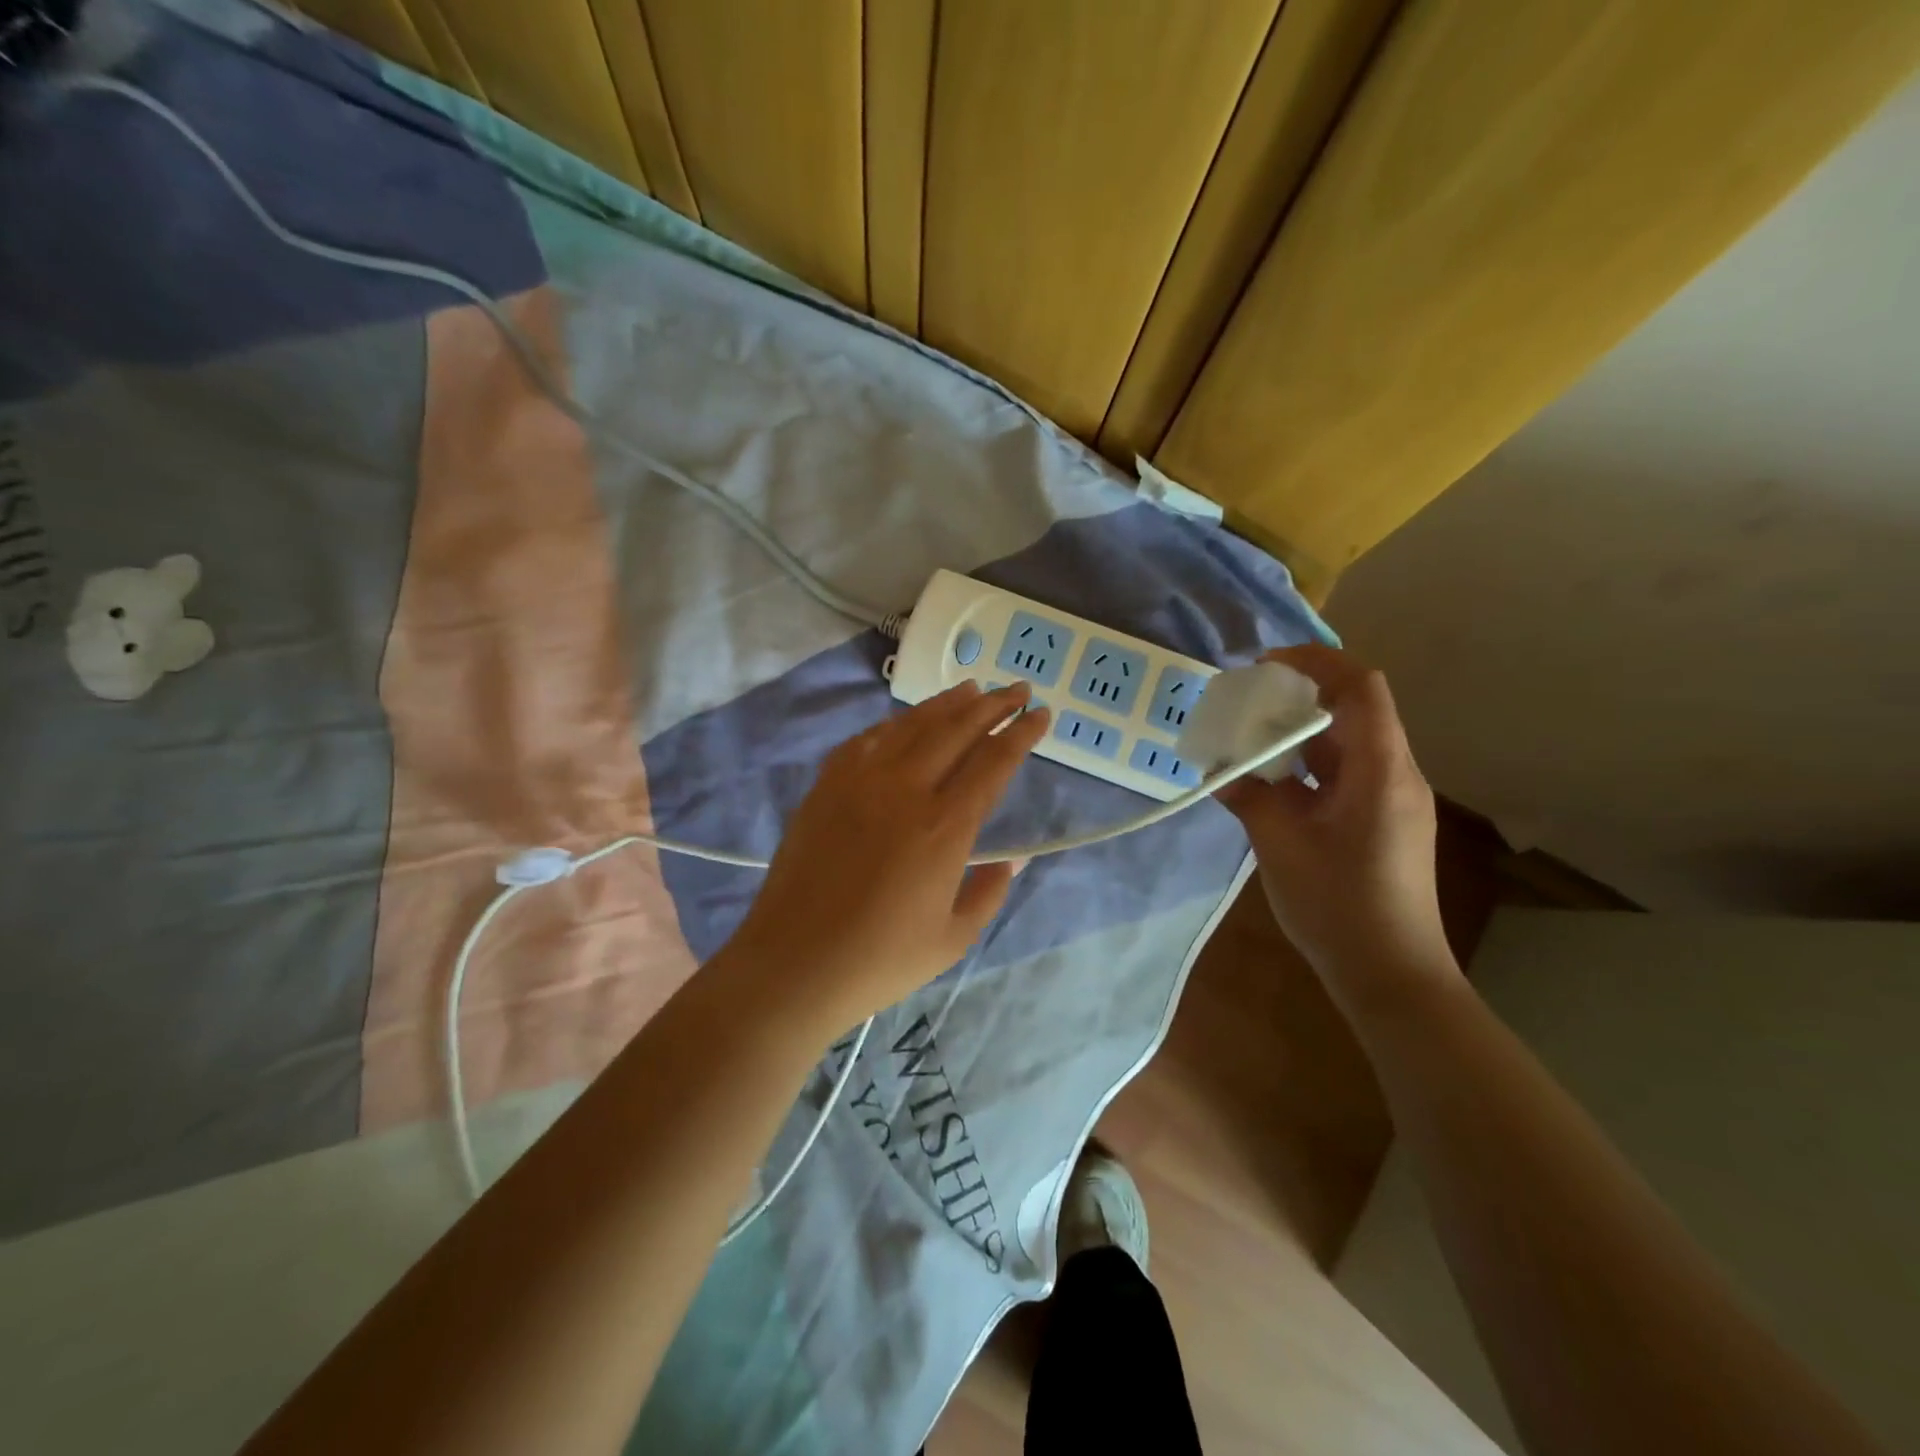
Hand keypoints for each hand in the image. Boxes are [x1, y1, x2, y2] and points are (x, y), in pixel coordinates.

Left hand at [722, 682, 1049, 1029]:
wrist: (793, 964)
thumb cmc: (880, 961)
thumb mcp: (953, 939)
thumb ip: (989, 892)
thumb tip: (1014, 860)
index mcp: (944, 828)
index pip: (994, 762)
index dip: (1022, 734)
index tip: (1042, 714)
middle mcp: (905, 790)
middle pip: (957, 730)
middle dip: (994, 705)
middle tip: (1018, 688)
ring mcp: (860, 782)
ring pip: (912, 726)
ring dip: (947, 703)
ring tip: (972, 689)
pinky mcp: (826, 787)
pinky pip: (866, 740)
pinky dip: (894, 724)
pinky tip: (906, 722)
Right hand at [1216, 646, 1456, 1004]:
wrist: (1391, 974)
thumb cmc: (1338, 906)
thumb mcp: (1281, 845)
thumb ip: (1249, 796)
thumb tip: (1220, 769)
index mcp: (1380, 771)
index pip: (1360, 686)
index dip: (1314, 661)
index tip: (1263, 666)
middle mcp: (1394, 775)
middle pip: (1352, 711)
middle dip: (1297, 697)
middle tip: (1244, 703)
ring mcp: (1390, 800)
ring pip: (1346, 745)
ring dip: (1298, 735)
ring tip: (1247, 741)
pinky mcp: (1380, 822)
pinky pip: (1343, 775)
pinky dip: (1306, 768)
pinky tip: (1269, 784)